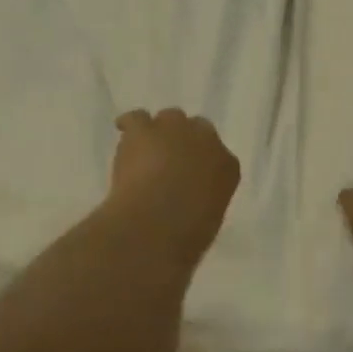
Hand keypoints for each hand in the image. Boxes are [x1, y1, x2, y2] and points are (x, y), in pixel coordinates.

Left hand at [107, 109, 240, 264]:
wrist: (157, 223)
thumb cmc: (186, 234)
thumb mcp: (208, 219)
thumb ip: (203, 201)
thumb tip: (188, 201)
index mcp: (227, 166)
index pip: (219, 156)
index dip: (202, 163)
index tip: (192, 176)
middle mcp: (206, 139)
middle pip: (197, 128)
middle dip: (185, 141)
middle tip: (170, 162)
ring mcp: (175, 129)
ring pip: (169, 118)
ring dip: (160, 132)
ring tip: (146, 150)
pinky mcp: (143, 130)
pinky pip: (136, 118)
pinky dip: (129, 125)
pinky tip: (124, 134)